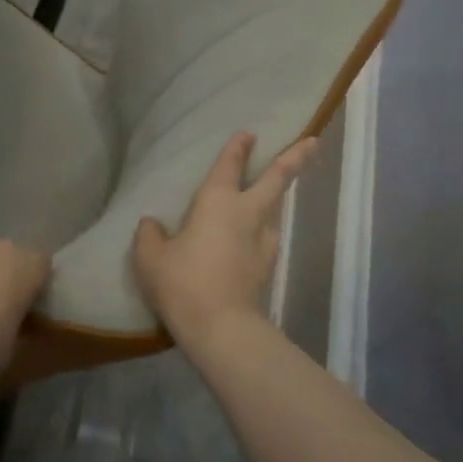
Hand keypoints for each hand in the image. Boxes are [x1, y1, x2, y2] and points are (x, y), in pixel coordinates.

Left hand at [0, 238, 49, 386]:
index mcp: (29, 266)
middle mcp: (1, 248)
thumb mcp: (14, 342)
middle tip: (0, 303)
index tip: (30, 304)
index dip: (36, 283)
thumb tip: (8, 322)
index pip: (42, 265)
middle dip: (7, 273)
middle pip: (10, 254)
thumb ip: (16, 321)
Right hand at [133, 131, 316, 349]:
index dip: (238, 148)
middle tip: (312, 142)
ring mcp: (264, 241)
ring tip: (271, 197)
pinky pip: (268, 239)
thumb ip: (149, 235)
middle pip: (277, 179)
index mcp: (217, 201)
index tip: (249, 134)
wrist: (221, 328)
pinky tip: (254, 240)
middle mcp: (247, 213)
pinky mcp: (269, 267)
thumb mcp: (150, 258)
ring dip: (277, 199)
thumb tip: (151, 224)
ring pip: (275, 210)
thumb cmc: (182, 283)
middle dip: (296, 158)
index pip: (229, 165)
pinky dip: (263, 233)